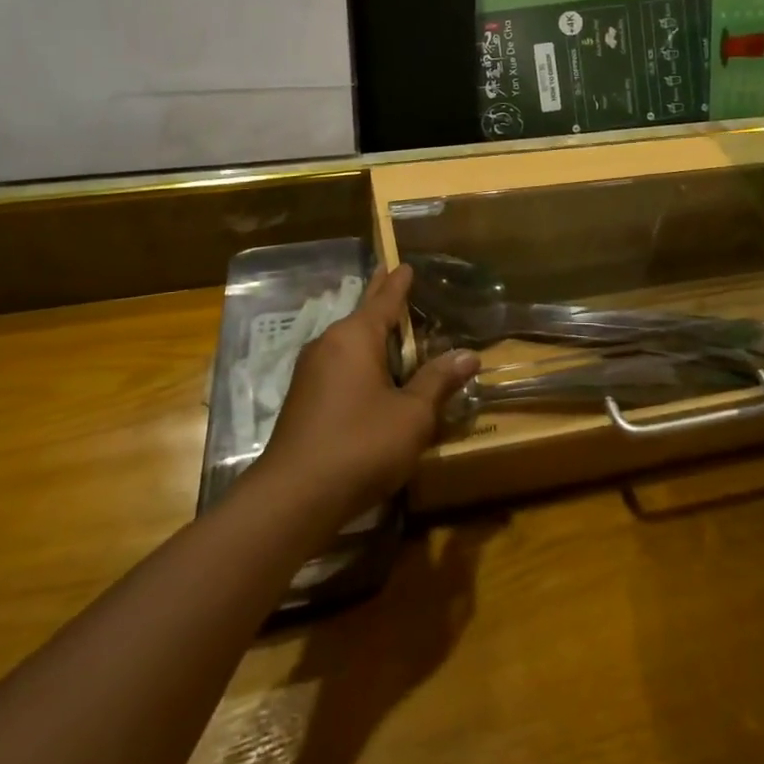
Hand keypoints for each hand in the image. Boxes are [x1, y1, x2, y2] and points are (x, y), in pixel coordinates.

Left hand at [258, 264, 478, 521]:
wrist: (294, 498)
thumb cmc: (361, 445)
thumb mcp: (412, 415)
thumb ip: (438, 381)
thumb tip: (468, 354)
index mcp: (355, 337)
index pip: (384, 299)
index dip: (398, 283)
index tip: (404, 264)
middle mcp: (329, 345)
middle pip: (362, 314)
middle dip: (379, 299)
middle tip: (391, 278)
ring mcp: (311, 373)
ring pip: (348, 343)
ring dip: (370, 335)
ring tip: (392, 332)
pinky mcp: (303, 400)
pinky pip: (339, 365)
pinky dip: (359, 360)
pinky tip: (371, 376)